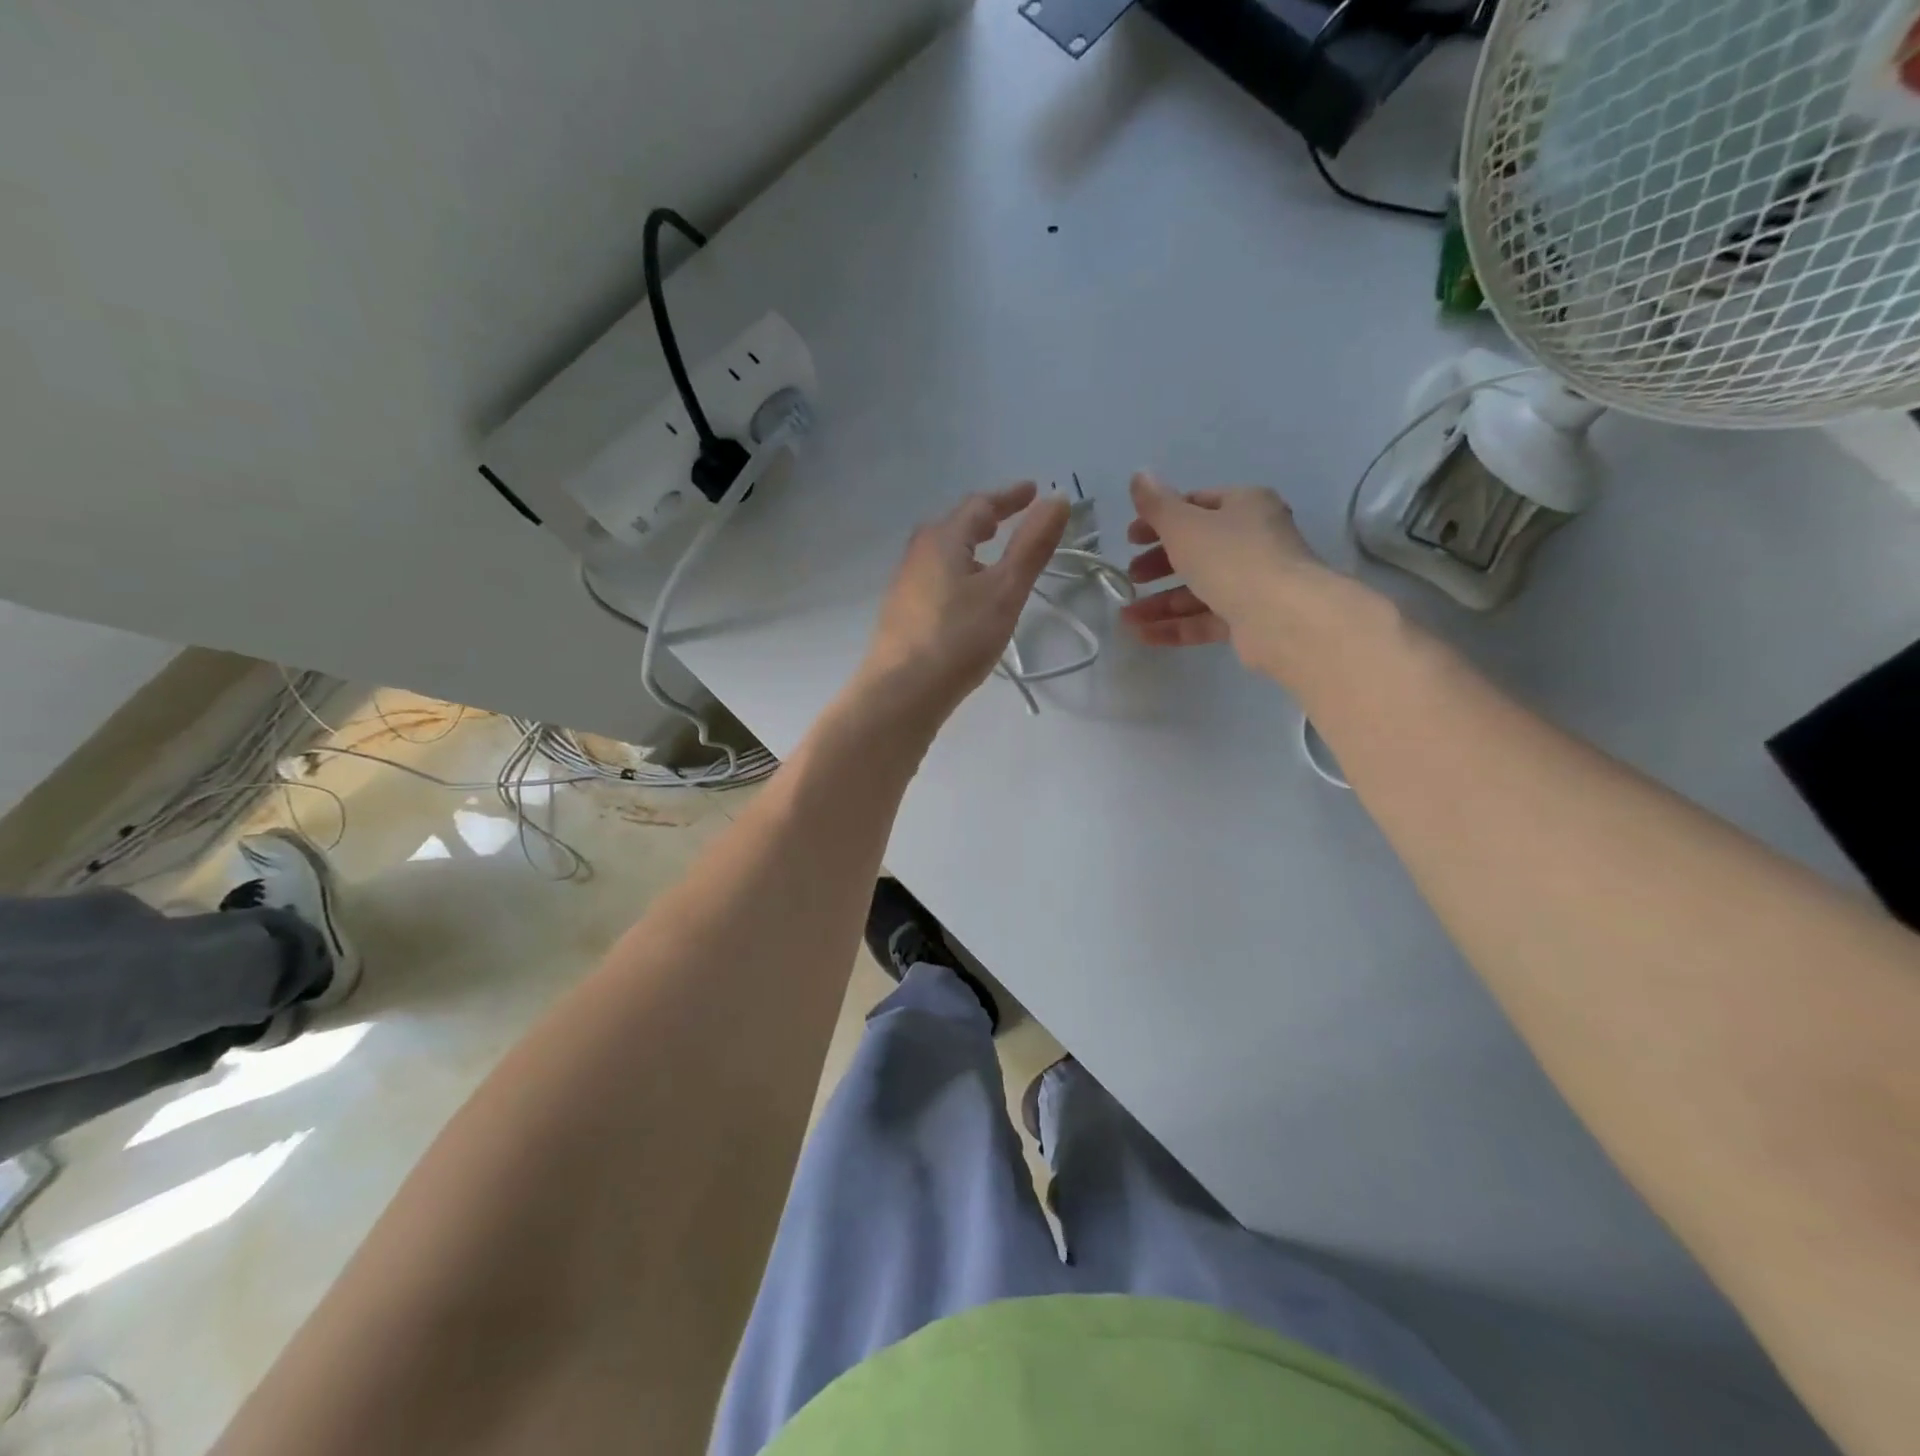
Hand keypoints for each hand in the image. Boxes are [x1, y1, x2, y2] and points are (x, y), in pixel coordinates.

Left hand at [856, 481, 1069, 723]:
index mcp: (943, 539)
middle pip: (955, 526)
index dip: (1010, 497)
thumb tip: (1057, 498)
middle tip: (1011, 520)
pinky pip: (935, 578)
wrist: (901, 693)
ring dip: (970, 548)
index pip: (980, 505)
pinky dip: (958, 573)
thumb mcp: (1004, 591)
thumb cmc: (958, 638)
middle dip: (985, 520)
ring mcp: (905, 584)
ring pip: (942, 554)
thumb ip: (1031, 546)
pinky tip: (967, 599)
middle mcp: (918, 554)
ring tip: (994, 561)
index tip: (1034, 491)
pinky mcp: (902, 613)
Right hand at [1121, 472, 1348, 681]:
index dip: (1159, 520)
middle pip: (1196, 549)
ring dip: (1160, 602)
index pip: (1196, 505)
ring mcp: (1253, 583)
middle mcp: (1253, 540)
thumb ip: (1157, 505)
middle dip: (1158, 565)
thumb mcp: (1185, 526)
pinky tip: (1143, 635)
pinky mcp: (1250, 620)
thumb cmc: (1231, 558)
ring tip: (1127, 616)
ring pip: (1198, 589)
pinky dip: (1175, 626)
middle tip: (1132, 576)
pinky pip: (1205, 619)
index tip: (1130, 539)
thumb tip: (1138, 475)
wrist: (1283, 617)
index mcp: (1245, 506)